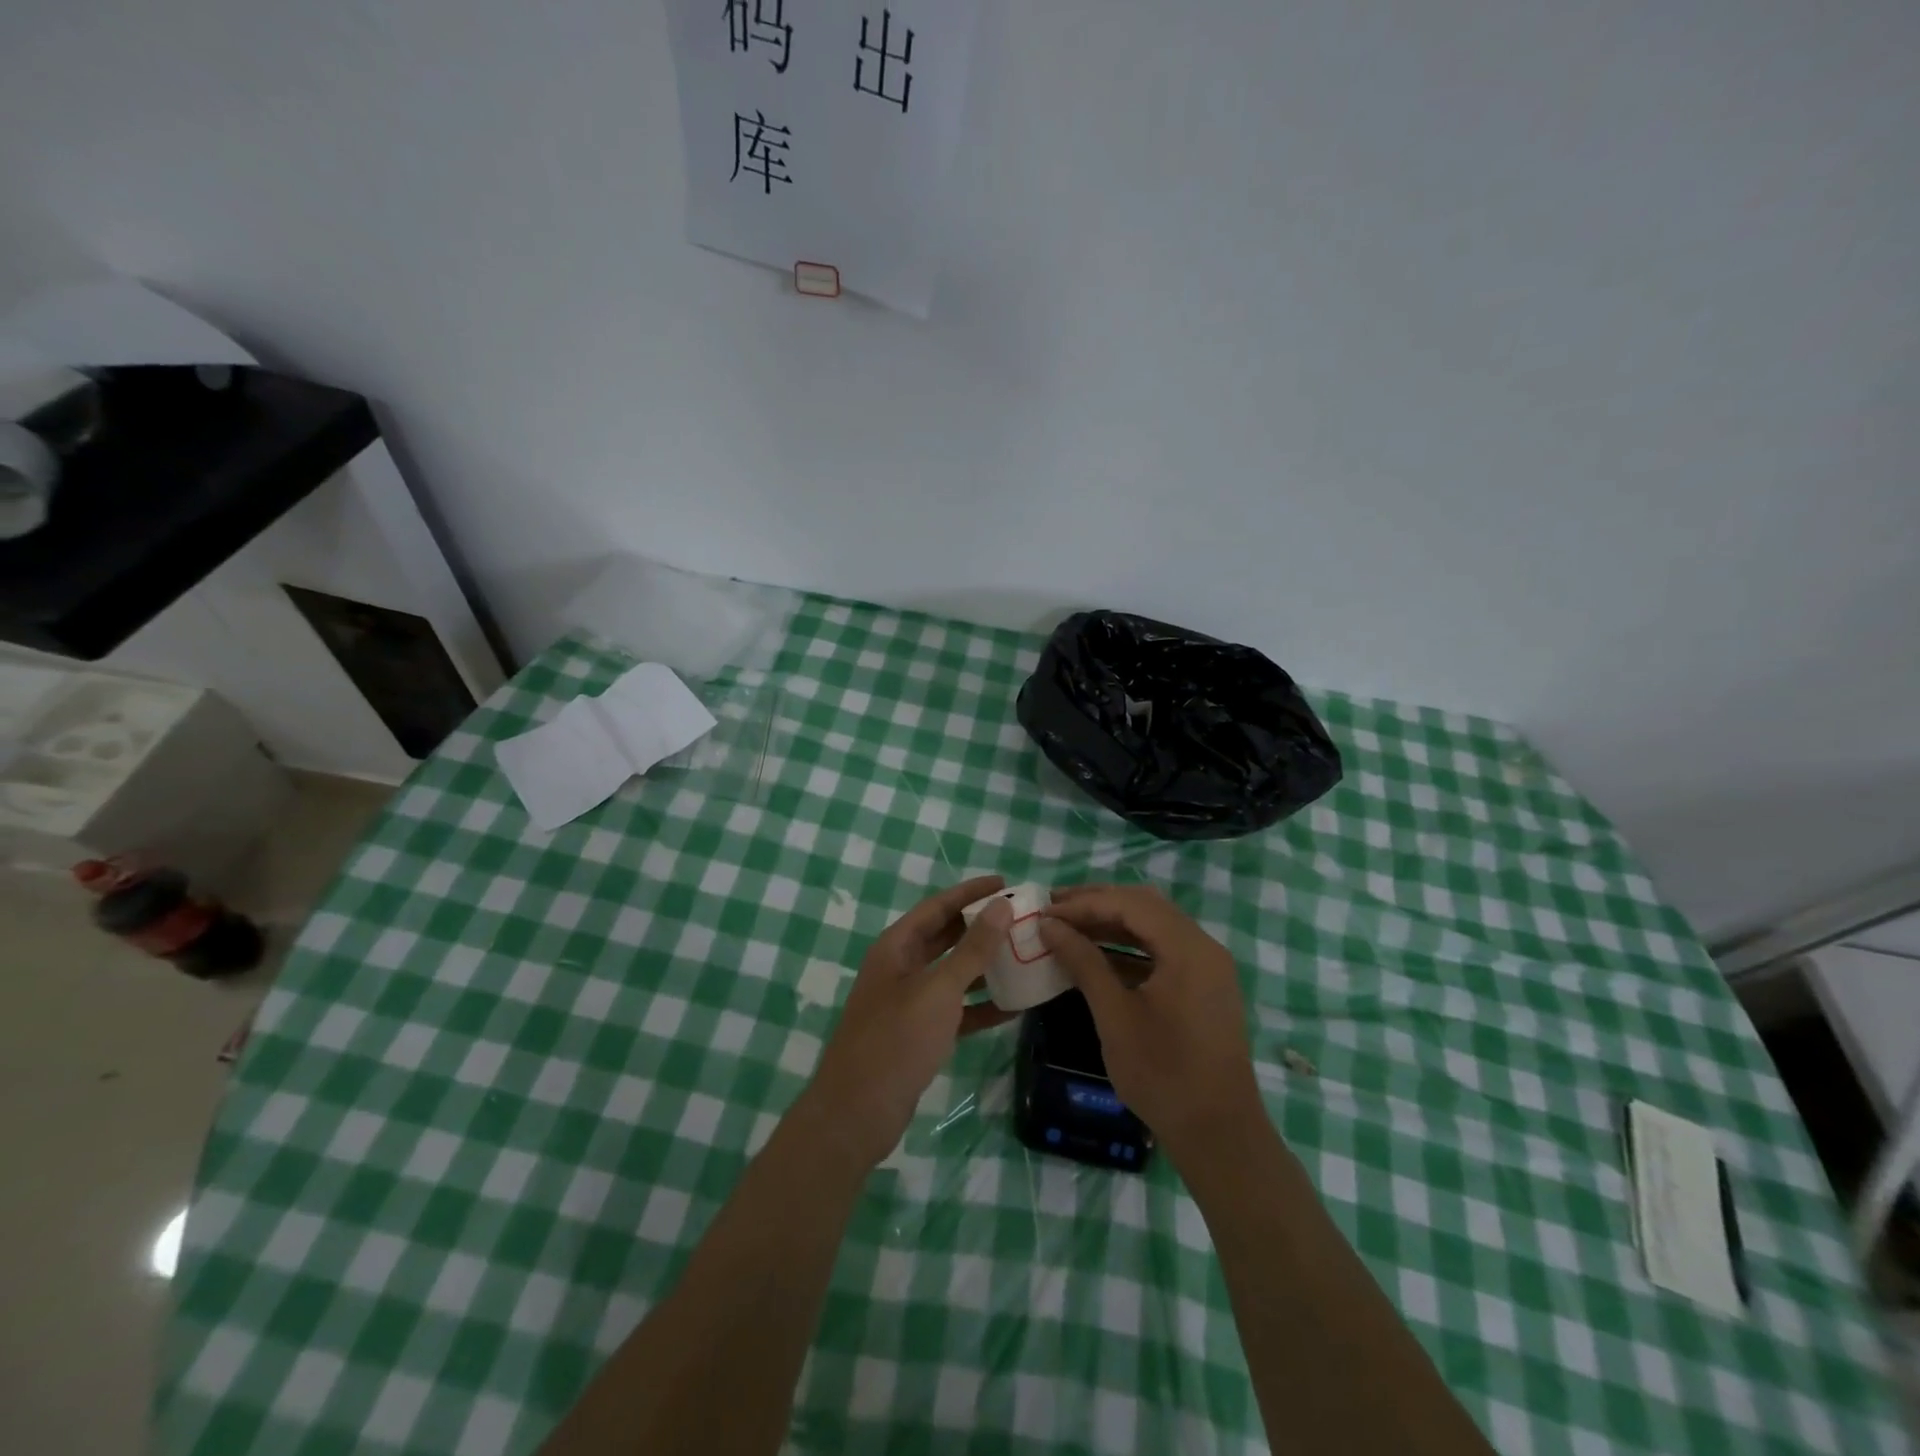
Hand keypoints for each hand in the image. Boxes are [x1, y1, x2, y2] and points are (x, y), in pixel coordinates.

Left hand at [802, 877, 1015, 1168]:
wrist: (857, 1113)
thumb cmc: (896, 1040)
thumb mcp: (939, 989)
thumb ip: (972, 949)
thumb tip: (1000, 906)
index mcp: (896, 947)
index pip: (938, 906)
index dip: (970, 892)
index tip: (1005, 882)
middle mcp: (901, 968)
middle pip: (946, 936)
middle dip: (981, 926)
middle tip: (1020, 918)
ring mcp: (909, 1002)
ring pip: (953, 973)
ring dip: (985, 966)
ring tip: (1025, 956)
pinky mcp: (920, 1034)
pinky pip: (956, 1010)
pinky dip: (981, 1006)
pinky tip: (1015, 1006)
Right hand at [1039, 885, 1264, 1165]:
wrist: (1219, 1135)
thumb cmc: (1163, 1074)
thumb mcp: (1115, 1015)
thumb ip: (1084, 962)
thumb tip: (1049, 925)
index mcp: (1188, 949)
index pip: (1130, 904)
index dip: (1085, 903)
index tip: (1045, 912)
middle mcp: (1204, 947)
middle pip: (1145, 906)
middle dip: (1098, 903)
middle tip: (1054, 909)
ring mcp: (1208, 967)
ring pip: (1154, 925)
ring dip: (1112, 922)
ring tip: (1069, 927)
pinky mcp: (1204, 986)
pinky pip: (1163, 949)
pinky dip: (1130, 946)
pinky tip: (1098, 955)